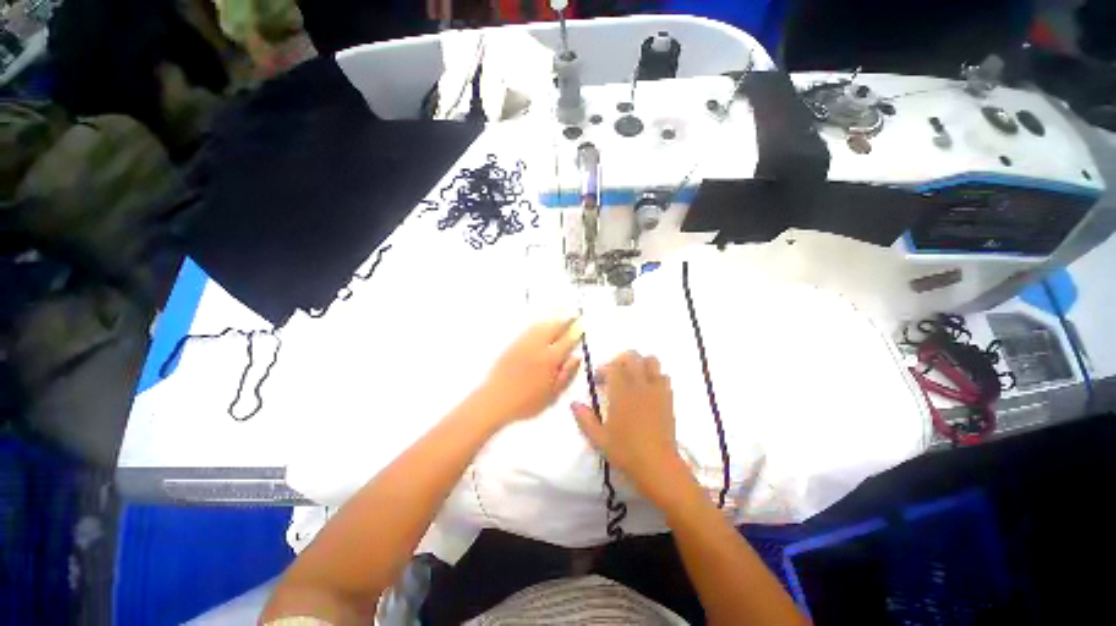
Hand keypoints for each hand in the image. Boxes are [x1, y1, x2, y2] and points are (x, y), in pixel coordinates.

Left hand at [477, 318, 582, 424]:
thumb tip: (577, 357)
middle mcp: (538, 346)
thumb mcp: (553, 394)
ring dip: (553, 319)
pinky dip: (540, 323)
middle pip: (554, 326)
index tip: (582, 325)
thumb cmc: (527, 402)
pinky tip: (542, 325)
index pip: (568, 340)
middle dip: (565, 320)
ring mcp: (524, 343)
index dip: (577, 331)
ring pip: (541, 325)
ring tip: (560, 318)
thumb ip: (567, 375)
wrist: (495, 400)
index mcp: (550, 359)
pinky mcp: (513, 344)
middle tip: (573, 316)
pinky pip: (530, 328)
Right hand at [571, 351, 690, 507]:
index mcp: (621, 392)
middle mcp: (639, 385)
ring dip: (640, 364)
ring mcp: (656, 390)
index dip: (603, 369)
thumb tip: (574, 404)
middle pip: (632, 356)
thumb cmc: (625, 452)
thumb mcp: (598, 438)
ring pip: (651, 361)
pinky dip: (655, 376)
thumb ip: (584, 418)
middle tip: (614, 374)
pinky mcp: (668, 398)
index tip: (598, 380)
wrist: (658, 466)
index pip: (612, 366)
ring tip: (632, 377)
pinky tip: (648, 390)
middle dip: (620, 360)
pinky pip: (664, 377)